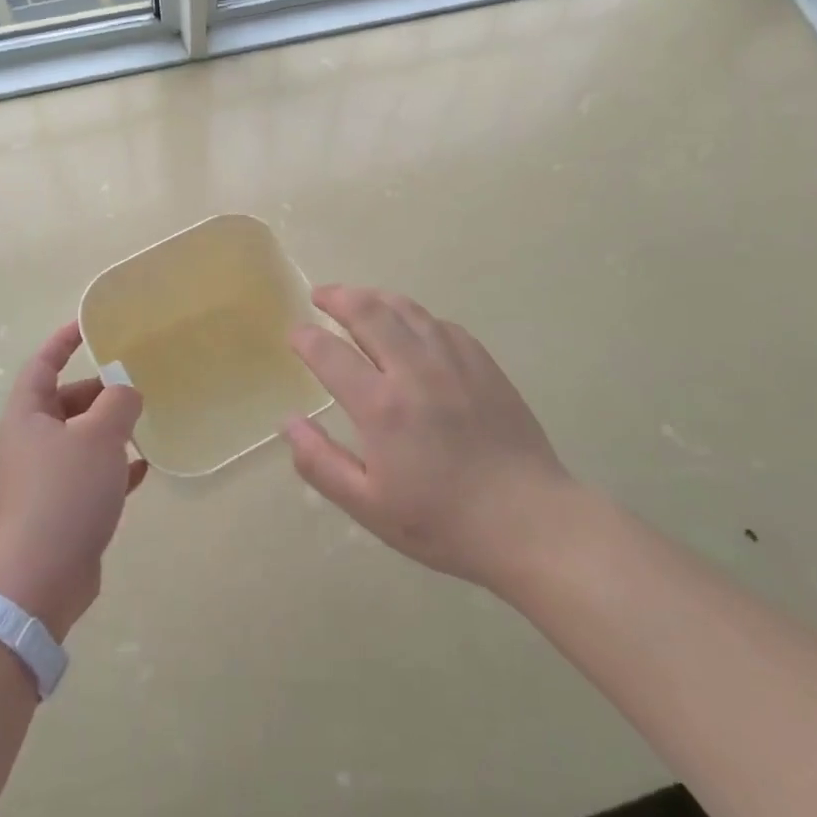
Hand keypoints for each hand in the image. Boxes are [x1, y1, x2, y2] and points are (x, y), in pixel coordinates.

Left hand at [0, 321, 145, 640]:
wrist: (42, 577)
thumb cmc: (66, 492)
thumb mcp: (99, 436)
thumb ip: (118, 403)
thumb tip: (126, 391)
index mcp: (27, 417)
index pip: (42, 365)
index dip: (63, 342)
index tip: (88, 326)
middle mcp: (29, 443)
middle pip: (63, 403)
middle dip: (97, 392)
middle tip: (133, 387)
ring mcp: (42, 480)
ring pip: (79, 440)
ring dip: (108, 431)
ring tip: (143, 424)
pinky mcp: (58, 510)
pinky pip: (88, 476)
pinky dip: (112, 467)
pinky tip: (142, 468)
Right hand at [285, 285, 574, 593]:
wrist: (528, 521)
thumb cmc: (442, 521)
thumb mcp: (368, 506)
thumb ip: (321, 462)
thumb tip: (288, 422)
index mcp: (381, 406)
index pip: (329, 353)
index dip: (306, 339)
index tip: (295, 335)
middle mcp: (414, 370)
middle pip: (369, 313)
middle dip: (337, 298)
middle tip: (320, 295)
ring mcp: (453, 361)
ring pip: (407, 309)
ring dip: (375, 297)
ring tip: (358, 298)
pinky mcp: (483, 363)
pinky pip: (441, 323)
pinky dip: (415, 316)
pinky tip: (411, 325)